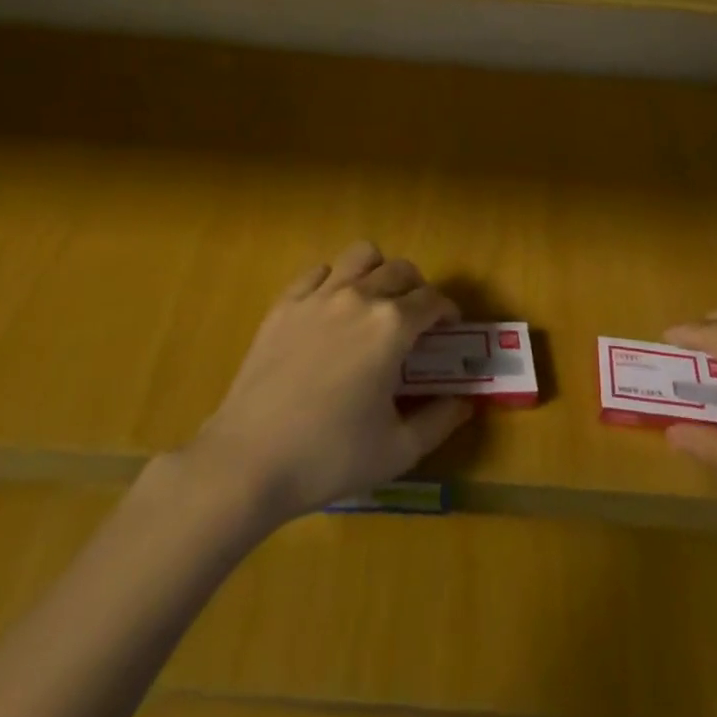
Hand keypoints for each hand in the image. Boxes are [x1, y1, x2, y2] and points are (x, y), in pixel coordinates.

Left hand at [182, 241, 471, 523]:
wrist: (250, 460)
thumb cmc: (330, 457)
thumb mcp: (398, 450)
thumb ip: (439, 420)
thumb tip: (465, 402)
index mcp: (392, 326)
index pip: (433, 300)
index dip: (448, 312)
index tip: (449, 330)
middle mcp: (359, 297)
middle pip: (400, 270)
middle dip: (417, 289)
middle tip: (416, 320)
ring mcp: (318, 295)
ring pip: (360, 255)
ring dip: (377, 271)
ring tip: (376, 302)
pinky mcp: (285, 304)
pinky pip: (318, 272)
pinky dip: (334, 281)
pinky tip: (331, 310)